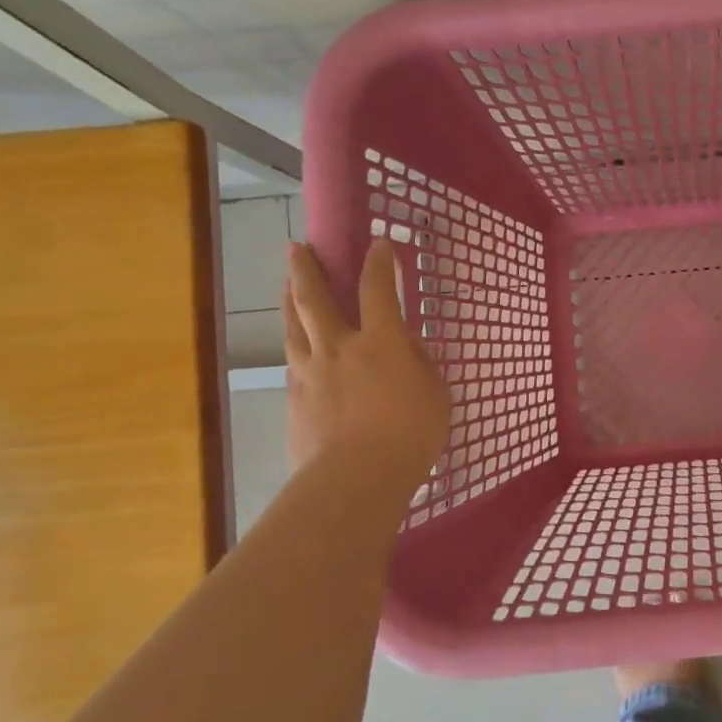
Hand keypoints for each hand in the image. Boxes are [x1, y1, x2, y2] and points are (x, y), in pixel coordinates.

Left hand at [283, 240, 450, 479]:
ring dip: (289, 300)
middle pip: (315, 298)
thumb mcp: (436, 395)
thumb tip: (408, 348)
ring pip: (293, 326)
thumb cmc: (410, 434)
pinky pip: (292, 363)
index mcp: (381, 342)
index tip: (378, 244)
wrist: (356, 477)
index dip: (379, 264)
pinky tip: (296, 349)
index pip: (378, 290)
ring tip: (285, 285)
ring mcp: (309, 372)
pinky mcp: (294, 400)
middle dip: (307, 269)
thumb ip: (421, 366)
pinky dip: (295, 347)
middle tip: (298, 248)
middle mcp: (339, 347)